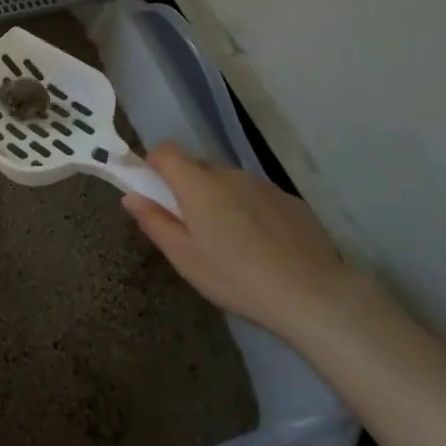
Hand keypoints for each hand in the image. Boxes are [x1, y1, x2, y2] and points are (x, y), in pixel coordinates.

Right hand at [122, 144, 373, 337]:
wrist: (313, 294)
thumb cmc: (236, 277)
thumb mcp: (184, 257)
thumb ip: (154, 222)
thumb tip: (131, 196)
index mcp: (198, 184)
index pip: (165, 151)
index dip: (153, 166)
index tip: (154, 194)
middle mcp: (229, 174)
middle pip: (197, 166)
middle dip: (186, 187)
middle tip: (190, 227)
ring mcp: (263, 184)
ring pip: (227, 182)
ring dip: (219, 200)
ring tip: (229, 242)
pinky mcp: (290, 200)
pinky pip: (255, 195)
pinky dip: (248, 210)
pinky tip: (261, 246)